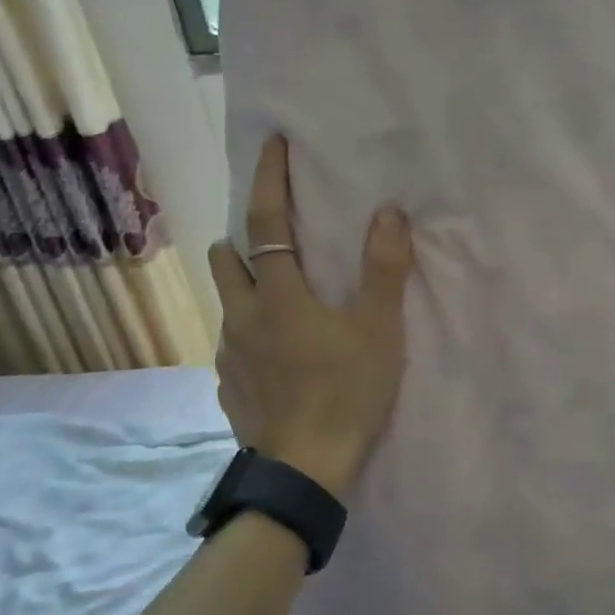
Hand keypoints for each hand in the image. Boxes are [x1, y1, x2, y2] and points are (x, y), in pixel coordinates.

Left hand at [208, 135, 414, 497]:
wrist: (307, 471)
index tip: (271, 144)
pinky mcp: (229, 390)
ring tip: (277, 298)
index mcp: (278, 295)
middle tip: (274, 240)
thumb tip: (387, 211)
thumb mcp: (379, 328)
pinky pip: (233, 346)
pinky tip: (274, 355)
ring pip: (228, 303)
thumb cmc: (347, 391)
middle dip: (243, 239)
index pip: (267, 222)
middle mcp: (243, 317)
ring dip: (245, 287)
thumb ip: (384, 267)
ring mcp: (230, 356)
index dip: (270, 179)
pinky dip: (249, 334)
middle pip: (227, 259)